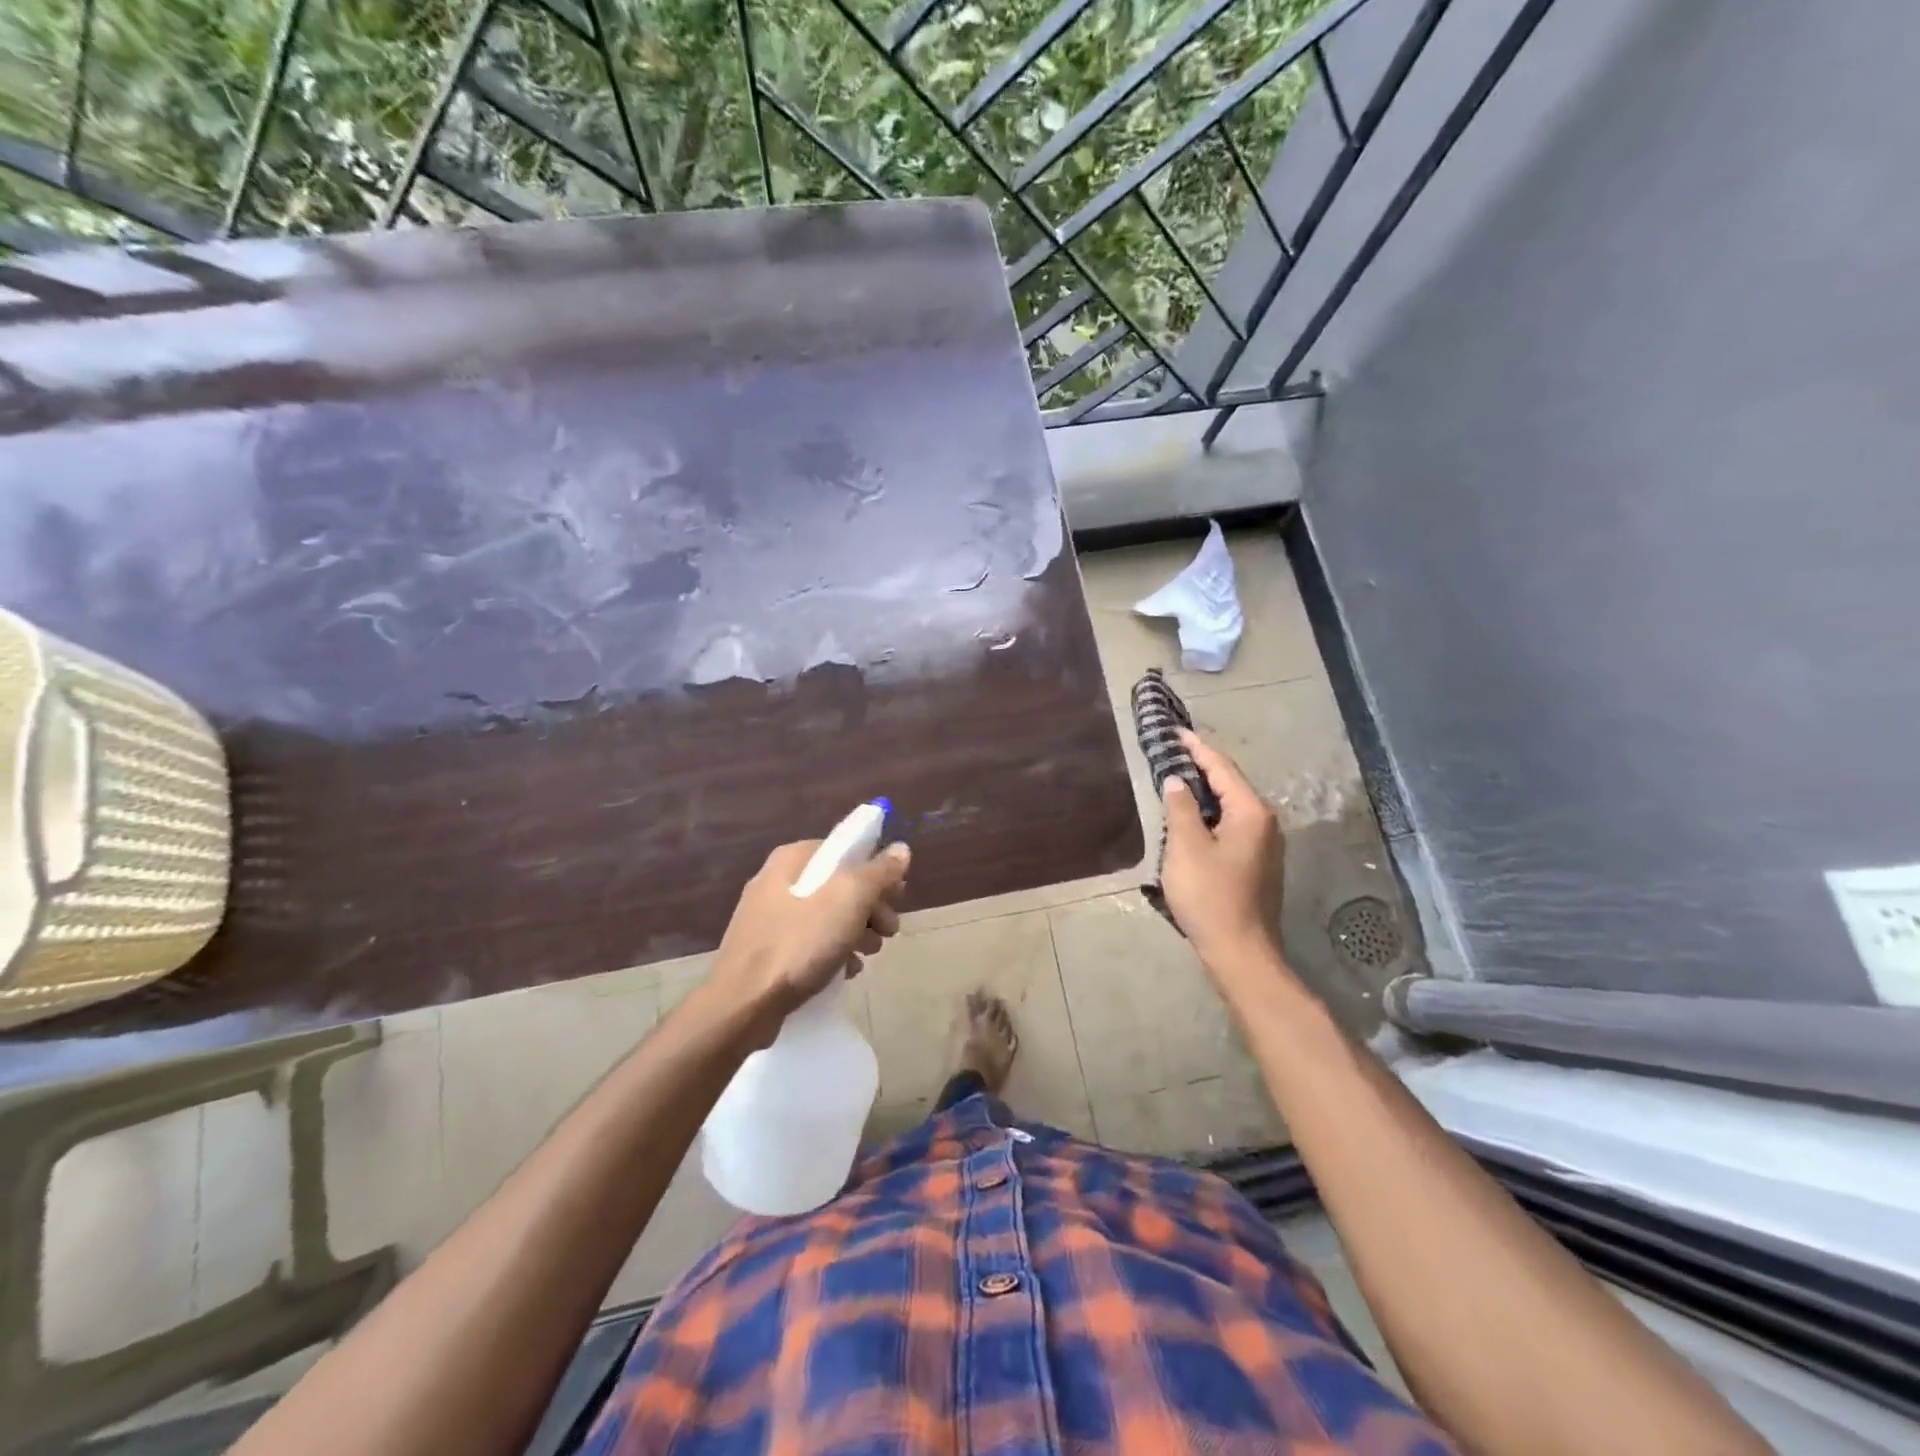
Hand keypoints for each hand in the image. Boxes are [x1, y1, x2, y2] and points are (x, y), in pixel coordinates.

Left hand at [708, 838, 910, 1043]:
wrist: (743, 1006)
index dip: (877, 870)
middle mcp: (777, 880)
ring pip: (826, 914)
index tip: (898, 897)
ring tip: (869, 954)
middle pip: (838, 884)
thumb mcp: (849, 900)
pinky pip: (809, 941)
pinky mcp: (765, 950)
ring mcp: (768, 917)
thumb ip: (878, 871)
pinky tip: (846, 971)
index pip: (846, 850)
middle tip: (889, 931)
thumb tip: (901, 849)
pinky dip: (832, 951)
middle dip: (870, 906)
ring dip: (856, 931)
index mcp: (792, 859)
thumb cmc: (799, 944)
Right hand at [1160, 729, 1283, 972]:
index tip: (1174, 731)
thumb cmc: (1210, 896)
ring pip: (1232, 805)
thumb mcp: (1186, 847)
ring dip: (1206, 790)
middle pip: (1231, 783)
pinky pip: (1233, 824)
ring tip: (1177, 777)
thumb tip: (1176, 781)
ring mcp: (1265, 844)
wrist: (1240, 952)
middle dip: (1202, 766)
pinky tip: (1192, 816)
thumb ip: (1181, 808)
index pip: (1222, 767)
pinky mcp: (1257, 863)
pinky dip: (1212, 813)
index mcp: (1251, 812)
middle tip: (1172, 751)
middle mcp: (1266, 822)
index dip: (1196, 748)